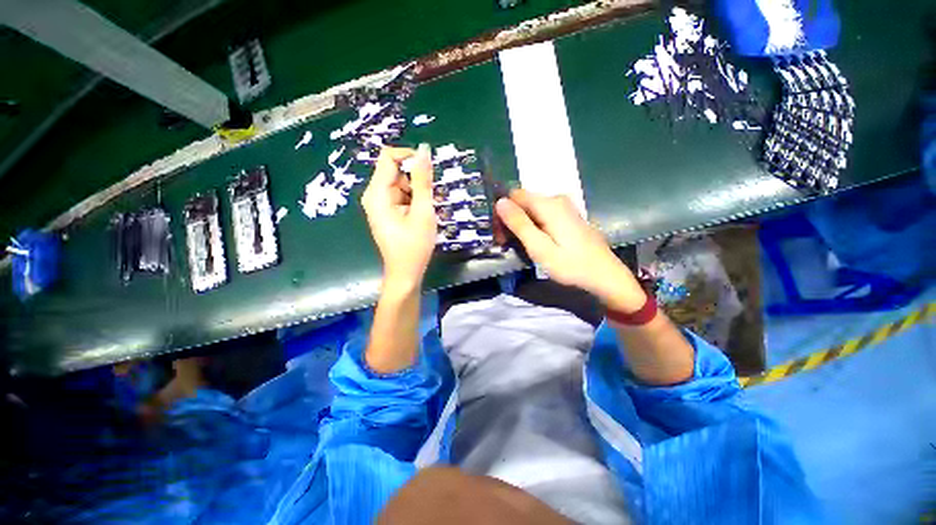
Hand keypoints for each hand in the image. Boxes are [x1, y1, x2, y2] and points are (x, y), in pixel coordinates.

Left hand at [362, 145, 436, 288]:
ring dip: (418, 193)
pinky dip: (414, 202)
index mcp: (377, 193)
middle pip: (396, 172)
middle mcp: (374, 195)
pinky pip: (401, 197)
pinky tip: (422, 216)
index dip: (409, 157)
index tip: (428, 170)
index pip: (388, 157)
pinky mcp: (387, 212)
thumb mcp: (423, 211)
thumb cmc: (414, 245)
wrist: (405, 273)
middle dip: (416, 181)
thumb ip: (423, 180)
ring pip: (401, 185)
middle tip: (431, 199)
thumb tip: (423, 149)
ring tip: (427, 212)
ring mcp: (380, 204)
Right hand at [495, 189, 645, 312]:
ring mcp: (565, 207)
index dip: (503, 212)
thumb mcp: (540, 248)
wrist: (605, 276)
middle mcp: (557, 199)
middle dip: (512, 220)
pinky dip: (534, 226)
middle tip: (507, 244)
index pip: (514, 195)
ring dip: (522, 225)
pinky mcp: (568, 216)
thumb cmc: (571, 265)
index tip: (500, 233)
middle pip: (524, 202)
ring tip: (520, 246)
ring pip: (532, 209)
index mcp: (549, 205)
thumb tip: (500, 202)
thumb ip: (519, 224)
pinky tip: (536, 242)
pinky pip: (543, 215)